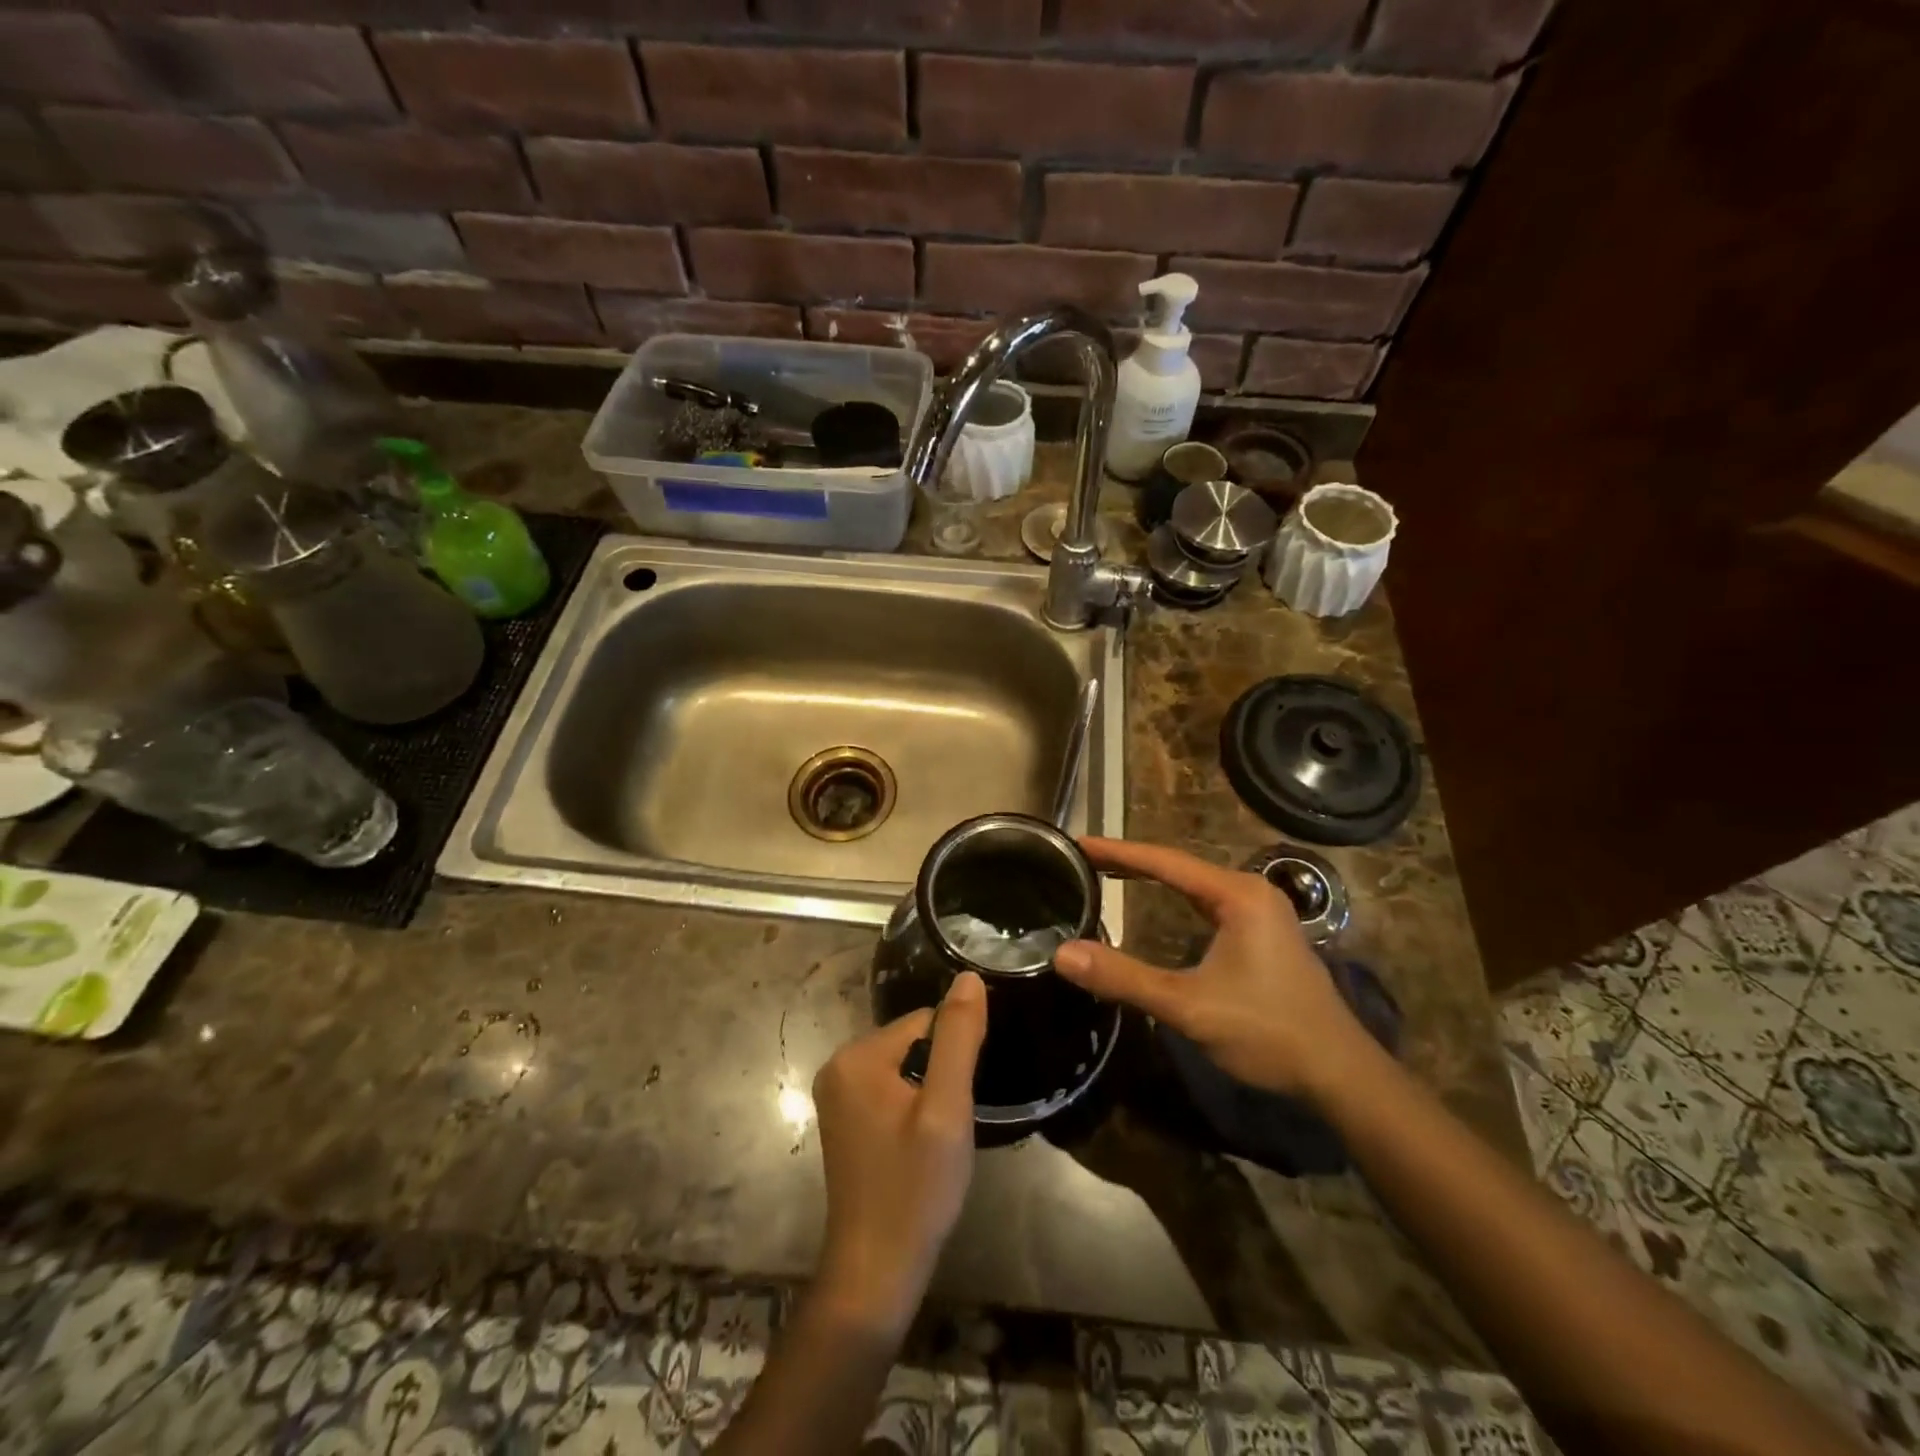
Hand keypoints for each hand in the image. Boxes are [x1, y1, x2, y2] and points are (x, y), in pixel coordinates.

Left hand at [810, 971, 986, 1336]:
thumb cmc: (915, 1189)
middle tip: (952, 1123)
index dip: (954, 1056)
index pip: (924, 1022)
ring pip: (904, 1067)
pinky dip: (912, 1106)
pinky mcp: (844, 1119)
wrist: (876, 1272)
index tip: (963, 1098)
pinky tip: (920, 1145)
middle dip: (940, 1073)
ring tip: (939, 1137)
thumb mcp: (946, 1110)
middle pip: (912, 1042)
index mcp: (857, 1056)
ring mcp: (837, 1095)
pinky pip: (890, 1089)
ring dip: (929, 1092)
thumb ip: (958, 1038)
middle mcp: (838, 1065)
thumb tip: (968, 977)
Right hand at [1053, 837, 1369, 1098]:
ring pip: (1194, 883)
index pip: (1164, 861)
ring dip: (1152, 877)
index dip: (1117, 851)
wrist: (1339, 1073)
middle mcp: (1251, 892)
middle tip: (1084, 858)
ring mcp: (1261, 911)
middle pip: (1179, 866)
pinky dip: (1175, 896)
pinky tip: (1156, 903)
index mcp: (1237, 895)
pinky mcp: (1263, 933)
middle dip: (1130, 860)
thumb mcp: (1188, 1006)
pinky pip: (1207, 901)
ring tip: (1108, 872)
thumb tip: (1062, 955)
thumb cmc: (1266, 1031)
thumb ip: (1124, 978)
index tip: (1078, 843)